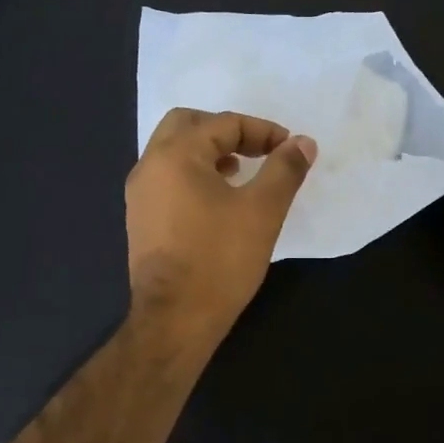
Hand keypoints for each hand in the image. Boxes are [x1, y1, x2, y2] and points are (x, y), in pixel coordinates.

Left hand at [126, 109, 317, 345]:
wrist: (175, 319)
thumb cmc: (220, 259)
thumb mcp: (263, 210)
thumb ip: (285, 169)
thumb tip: (303, 143)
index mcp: (175, 155)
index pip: (223, 123)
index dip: (263, 131)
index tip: (290, 150)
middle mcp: (149, 167)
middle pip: (187, 125)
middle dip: (226, 131)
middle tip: (258, 150)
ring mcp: (139, 195)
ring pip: (174, 153)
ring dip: (209, 152)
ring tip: (242, 173)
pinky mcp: (141, 220)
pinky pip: (168, 179)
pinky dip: (195, 175)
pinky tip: (219, 202)